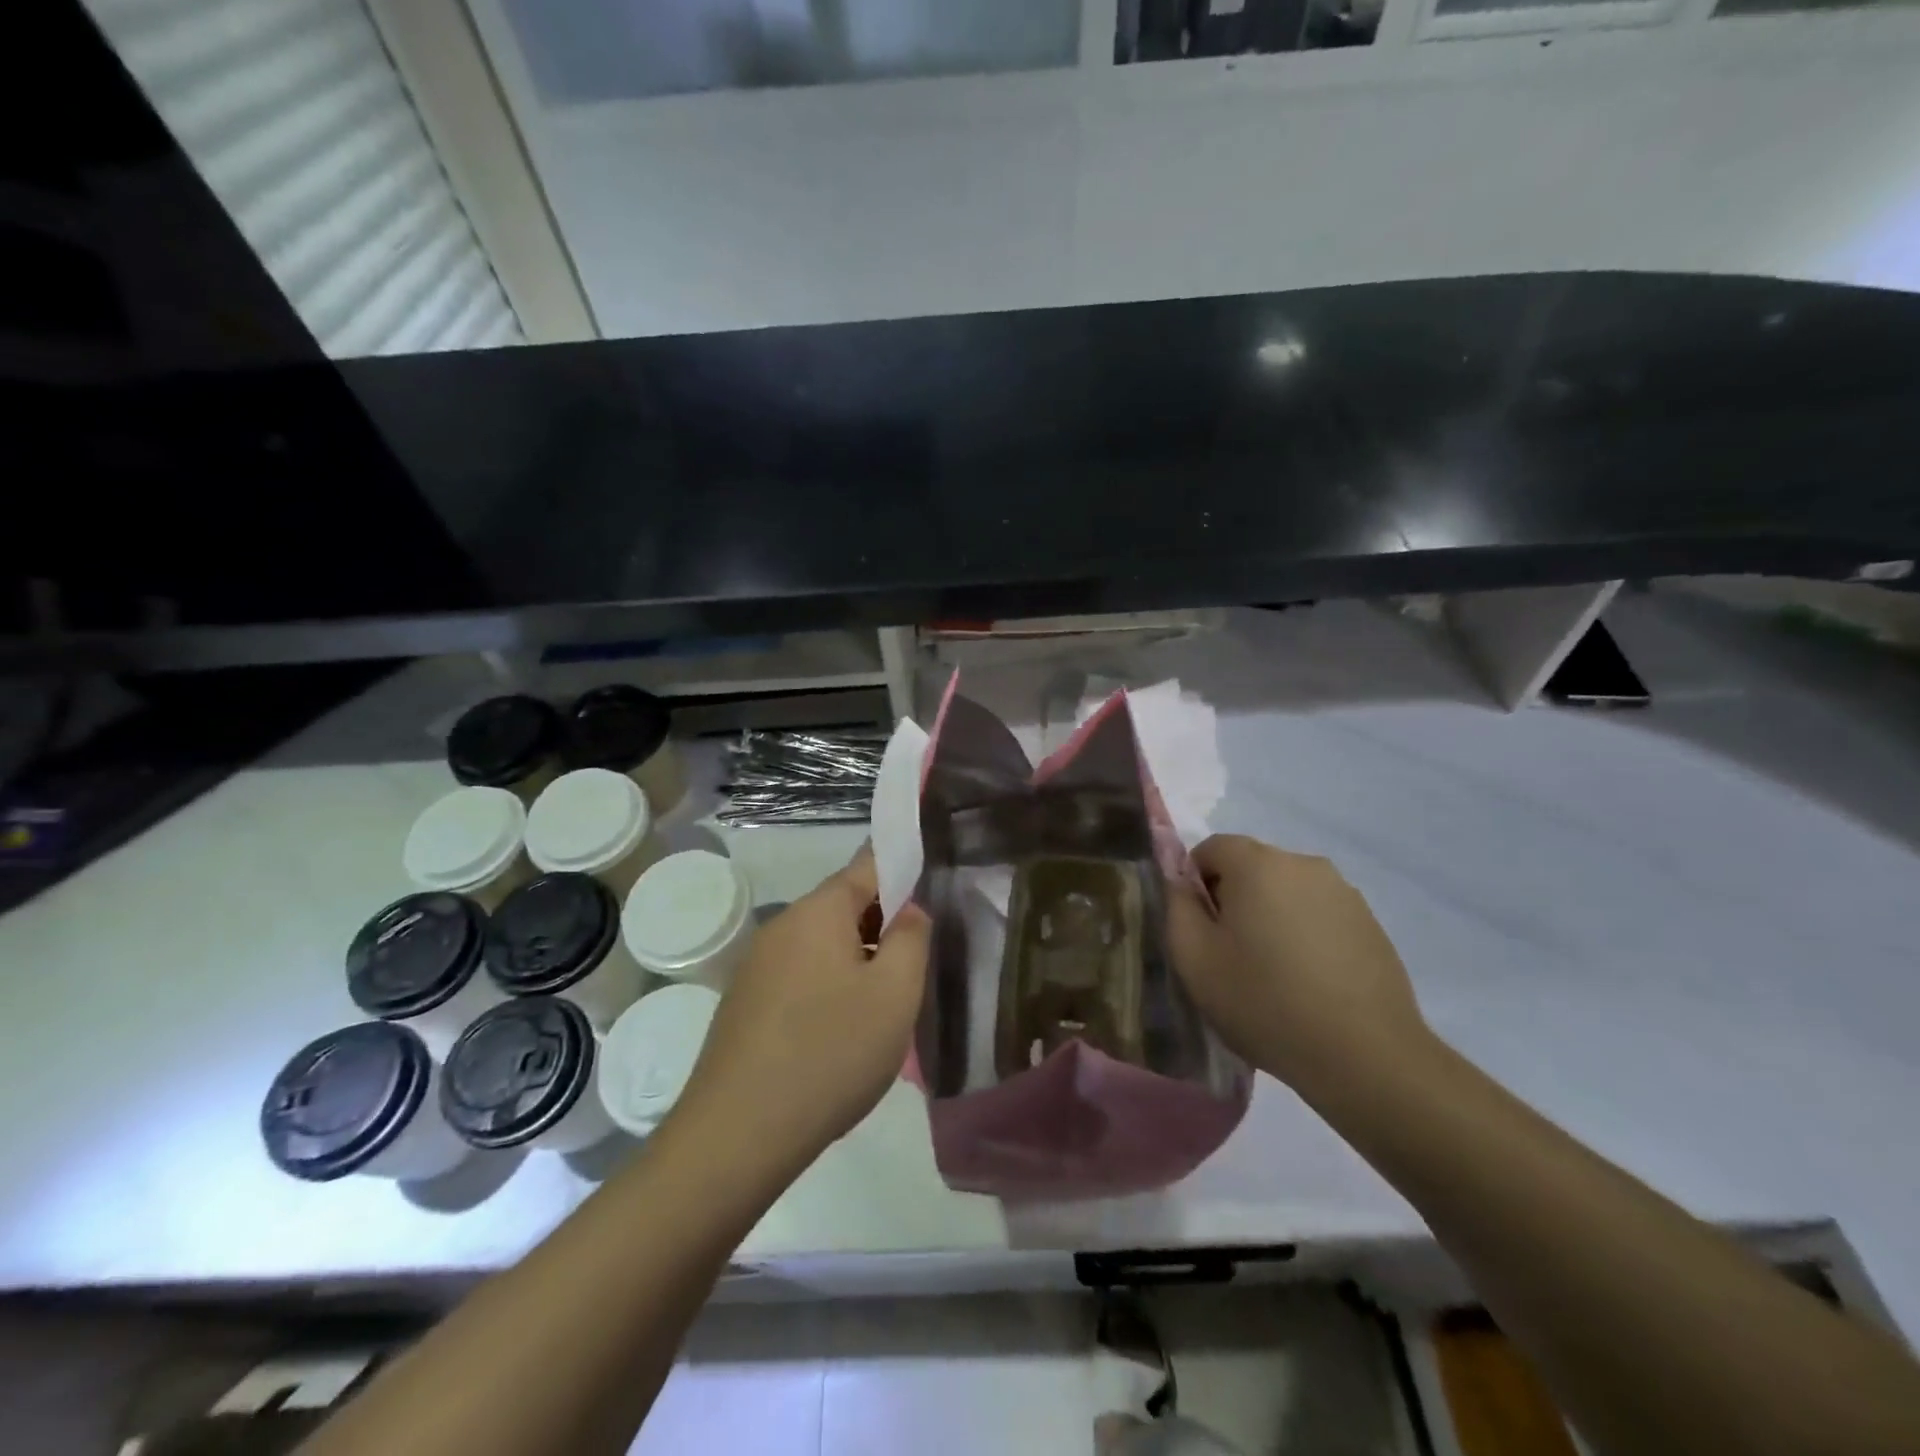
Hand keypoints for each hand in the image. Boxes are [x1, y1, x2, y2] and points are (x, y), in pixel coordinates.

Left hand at [677, 847, 930, 1177]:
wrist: (736, 1135)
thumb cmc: (830, 1053)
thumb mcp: (895, 993)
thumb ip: (911, 938)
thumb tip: (908, 910)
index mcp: (818, 910)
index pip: (868, 865)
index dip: (903, 874)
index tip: (930, 900)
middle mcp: (782, 925)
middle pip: (843, 906)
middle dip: (881, 926)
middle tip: (913, 969)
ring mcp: (756, 964)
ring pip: (822, 944)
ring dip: (855, 961)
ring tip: (880, 1008)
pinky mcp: (743, 1002)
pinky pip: (798, 975)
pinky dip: (827, 988)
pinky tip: (838, 1034)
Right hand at [1165, 834, 1428, 1094]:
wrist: (1366, 1056)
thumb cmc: (1264, 1002)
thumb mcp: (1194, 959)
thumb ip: (1177, 906)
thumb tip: (1180, 881)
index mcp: (1258, 864)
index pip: (1211, 848)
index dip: (1195, 884)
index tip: (1200, 930)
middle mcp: (1304, 864)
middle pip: (1251, 867)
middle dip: (1233, 900)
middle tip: (1230, 955)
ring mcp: (1344, 892)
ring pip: (1287, 892)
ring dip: (1271, 917)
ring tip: (1273, 973)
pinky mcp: (1371, 923)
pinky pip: (1320, 915)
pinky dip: (1305, 935)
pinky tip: (1309, 983)